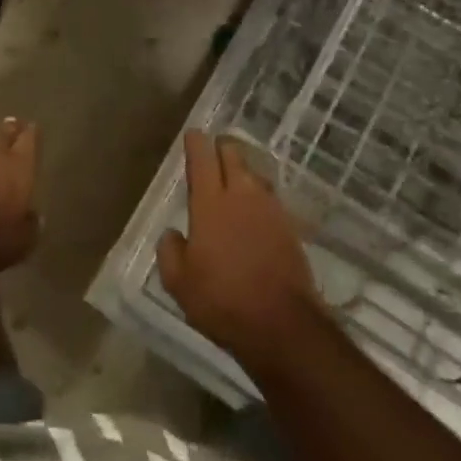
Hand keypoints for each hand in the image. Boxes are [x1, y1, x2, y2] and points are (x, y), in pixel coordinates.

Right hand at [158, 131, 319, 375]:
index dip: (196, 142)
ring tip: (233, 178)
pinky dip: (259, 196)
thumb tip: (174, 234)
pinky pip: (271, 198)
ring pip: (255, 174)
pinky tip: (255, 210)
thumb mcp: (178, 282)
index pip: (202, 158)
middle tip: (212, 151)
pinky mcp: (290, 228)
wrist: (283, 327)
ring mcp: (270, 210)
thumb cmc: (222, 301)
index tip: (193, 134)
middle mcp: (242, 196)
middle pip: (234, 155)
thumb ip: (170, 250)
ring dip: (243, 170)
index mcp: (210, 203)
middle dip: (222, 147)